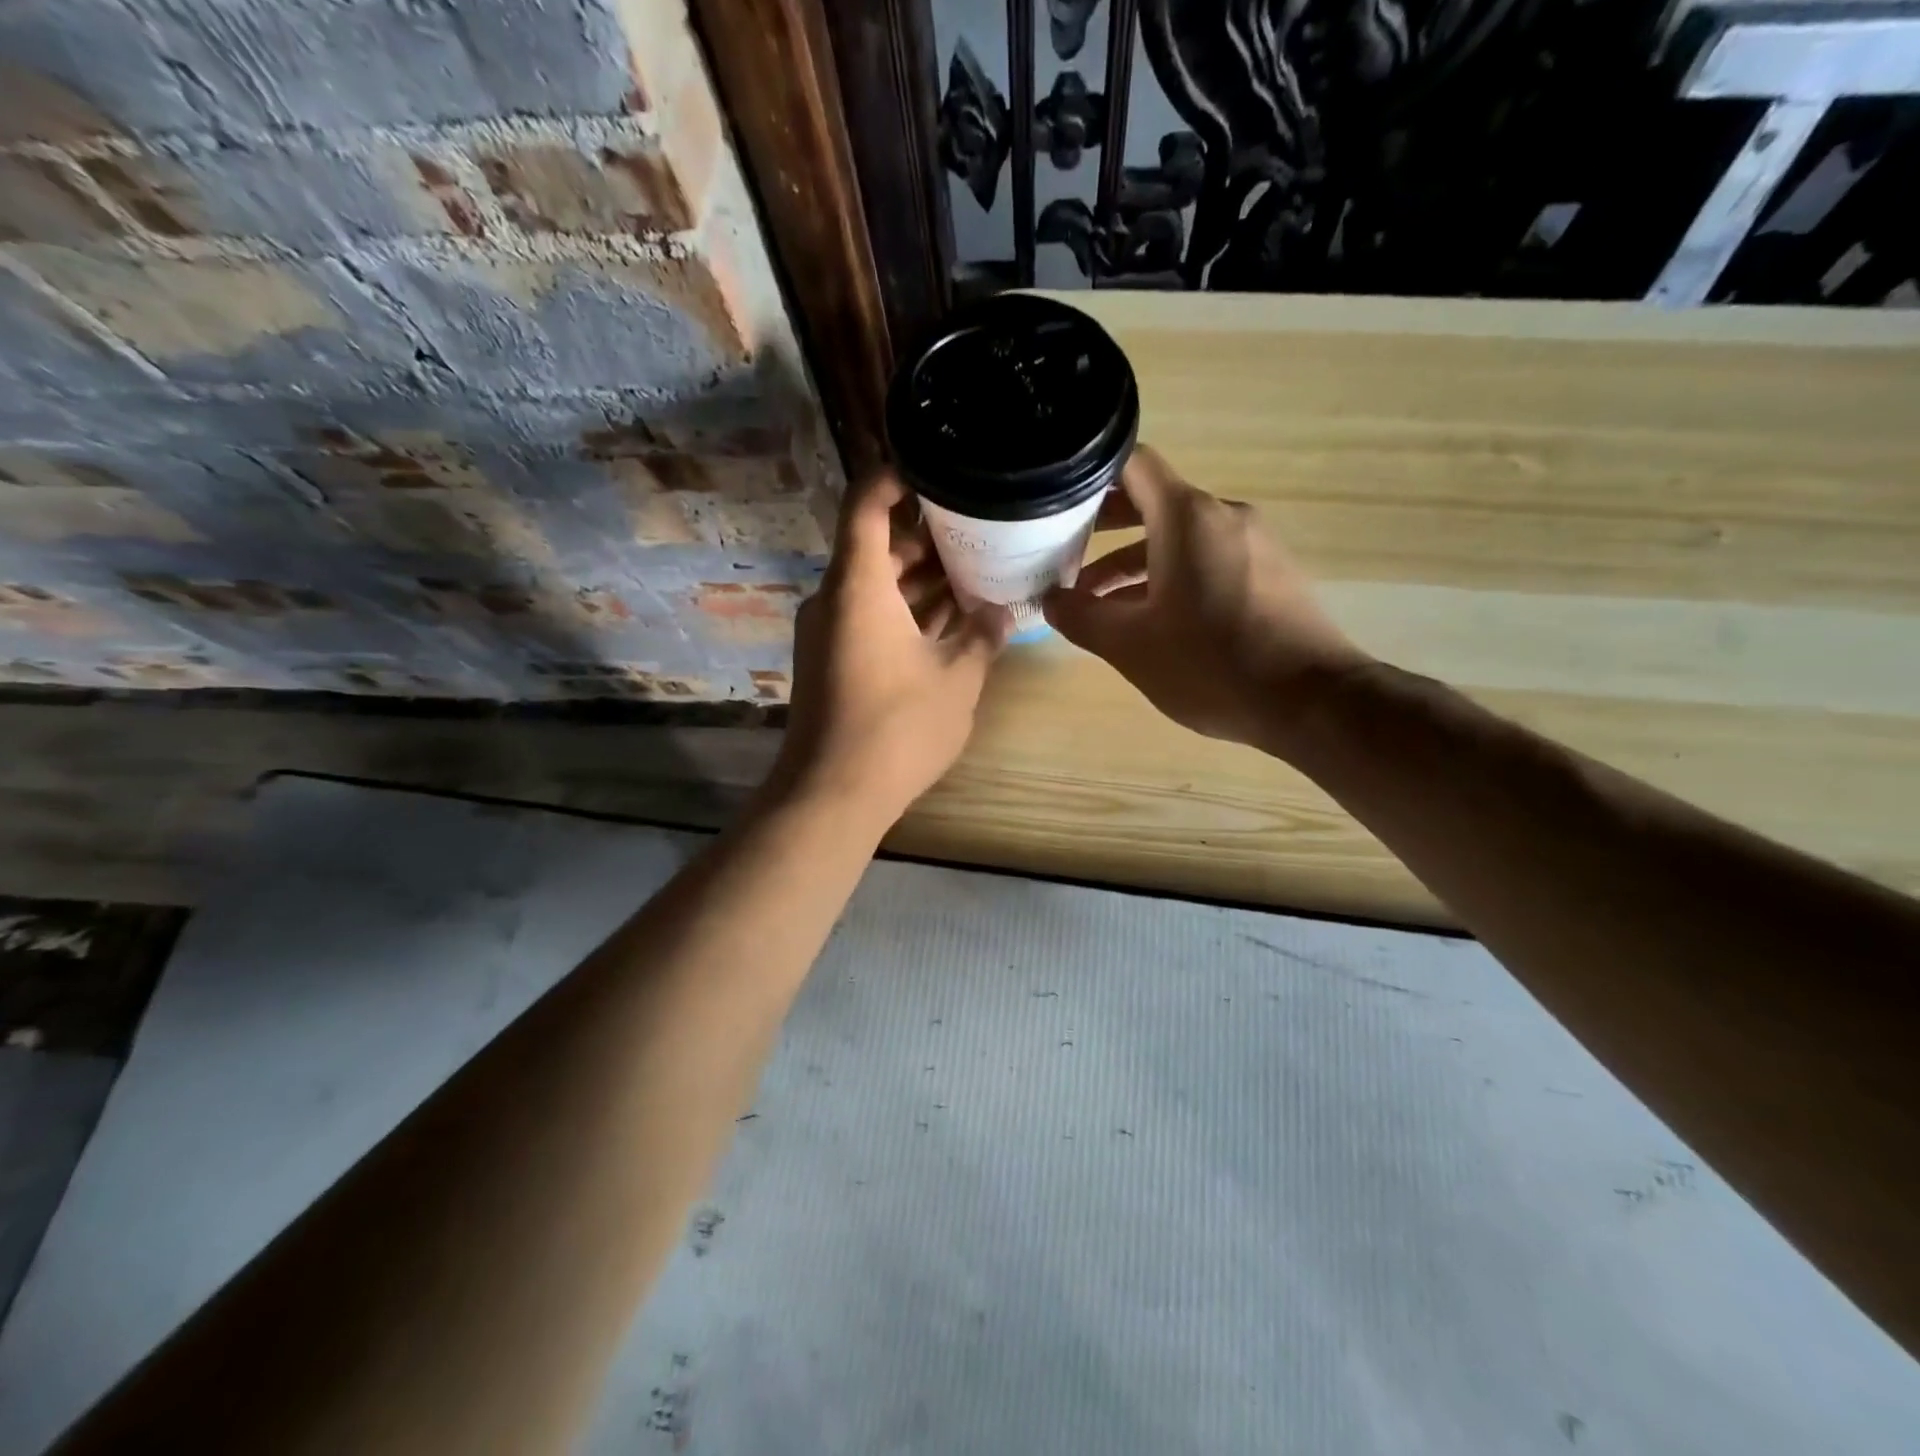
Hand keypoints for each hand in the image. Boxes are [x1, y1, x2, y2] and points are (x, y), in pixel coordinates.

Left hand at [770, 471, 1010, 826]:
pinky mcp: (834, 661)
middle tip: (979, 523)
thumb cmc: (897, 728)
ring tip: (976, 567)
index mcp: (858, 586)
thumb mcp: (958, 678)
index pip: (865, 504)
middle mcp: (835, 599)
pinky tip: (952, 618)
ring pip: (877, 586)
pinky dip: (906, 611)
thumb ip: (984, 635)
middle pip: (876, 546)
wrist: (833, 795)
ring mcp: (831, 632)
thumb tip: (1002, 610)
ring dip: (921, 578)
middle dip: (926, 535)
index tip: (934, 464)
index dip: (894, 475)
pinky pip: (871, 617)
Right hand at [1043, 445, 1369, 749]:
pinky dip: (1170, 574)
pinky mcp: (1269, 572)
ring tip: (1095, 599)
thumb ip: (1082, 617)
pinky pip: (1208, 558)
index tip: (1056, 499)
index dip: (1089, 475)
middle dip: (1104, 524)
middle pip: (1153, 500)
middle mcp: (1222, 516)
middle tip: (1062, 549)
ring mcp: (1252, 543)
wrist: (1311, 701)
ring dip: (1134, 560)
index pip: (1132, 464)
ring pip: (1179, 536)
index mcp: (1187, 518)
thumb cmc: (1211, 665)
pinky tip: (1149, 616)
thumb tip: (1050, 601)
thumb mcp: (1131, 646)